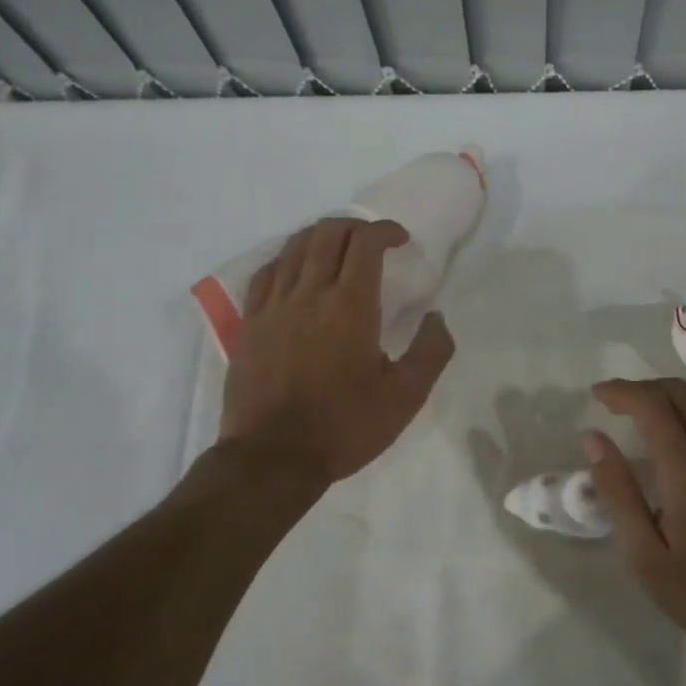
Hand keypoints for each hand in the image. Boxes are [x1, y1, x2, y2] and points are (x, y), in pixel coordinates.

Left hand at [219, 217, 455, 488]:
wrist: (273, 458)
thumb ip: (431, 351)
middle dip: (354, 227)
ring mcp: (274, 306)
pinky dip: (287, 259)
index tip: (400, 240)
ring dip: (320, 236)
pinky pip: (266, 272)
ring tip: (337, 248)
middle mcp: (310, 294)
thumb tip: (437, 317)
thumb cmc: (345, 426)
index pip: (365, 243)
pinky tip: (295, 271)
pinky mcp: (249, 323)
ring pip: (294, 247)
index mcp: (350, 306)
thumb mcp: (405, 397)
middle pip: (328, 234)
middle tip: (372, 241)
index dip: (385, 230)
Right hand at [586, 379, 685, 656]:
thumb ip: (619, 492)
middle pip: (680, 392)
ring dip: (674, 393)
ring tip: (650, 410)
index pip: (652, 405)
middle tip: (618, 404)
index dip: (622, 391)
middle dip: (644, 388)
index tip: (598, 394)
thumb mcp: (646, 555)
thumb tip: (594, 440)